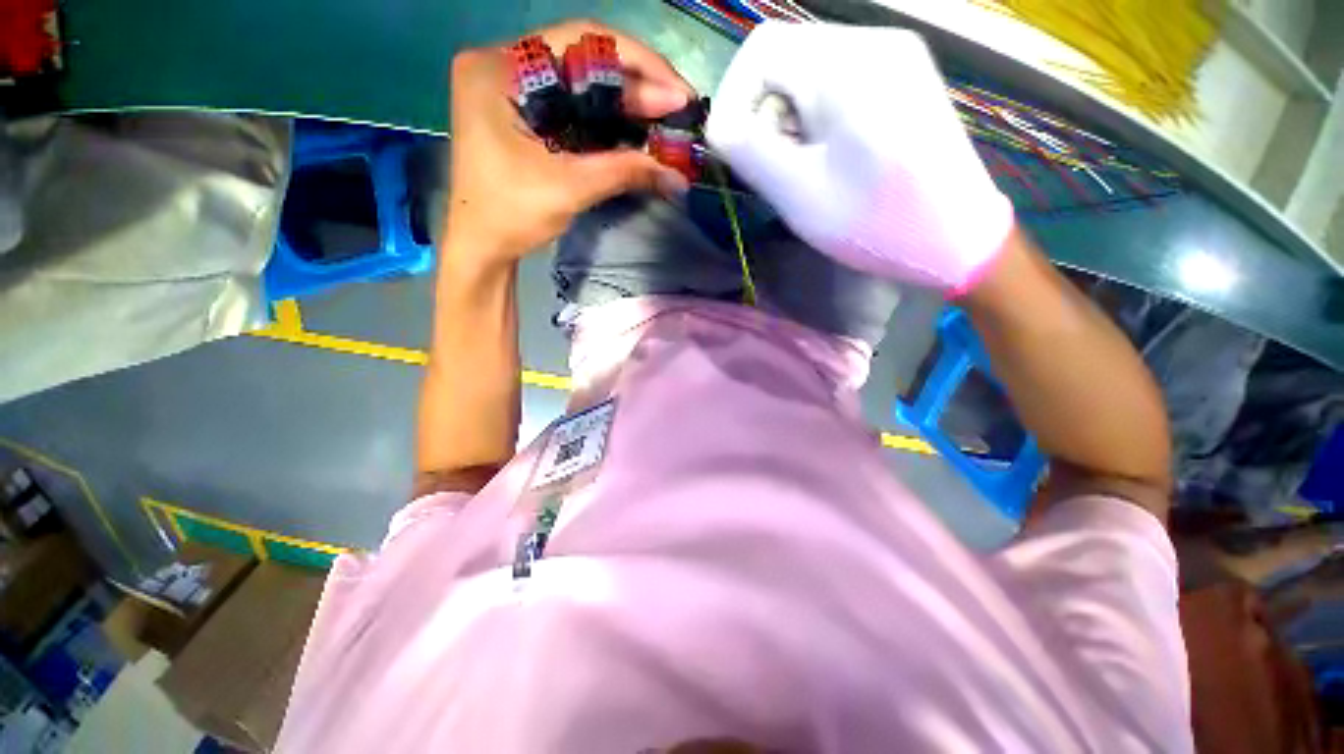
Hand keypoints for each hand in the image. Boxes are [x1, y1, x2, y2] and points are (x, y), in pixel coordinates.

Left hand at [445, 20, 693, 267]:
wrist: (482, 246)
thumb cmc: (511, 215)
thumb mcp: (570, 188)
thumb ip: (624, 172)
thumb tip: (677, 176)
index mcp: (501, 69)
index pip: (580, 41)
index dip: (638, 62)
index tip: (677, 91)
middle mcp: (503, 64)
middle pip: (582, 57)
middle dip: (636, 83)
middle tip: (677, 107)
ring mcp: (512, 86)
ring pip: (581, 80)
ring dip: (625, 98)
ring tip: (664, 115)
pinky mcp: (522, 111)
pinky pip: (573, 101)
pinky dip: (607, 114)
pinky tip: (634, 125)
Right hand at [706, 22, 1013, 295]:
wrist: (956, 239)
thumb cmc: (874, 222)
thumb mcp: (798, 192)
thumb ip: (748, 150)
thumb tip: (720, 125)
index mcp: (848, 64)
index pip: (761, 48)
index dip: (734, 97)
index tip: (735, 149)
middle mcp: (873, 42)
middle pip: (785, 58)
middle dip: (764, 115)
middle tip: (774, 169)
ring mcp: (894, 57)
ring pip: (808, 73)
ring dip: (789, 121)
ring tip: (803, 169)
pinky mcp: (902, 79)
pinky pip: (837, 84)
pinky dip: (815, 119)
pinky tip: (828, 157)